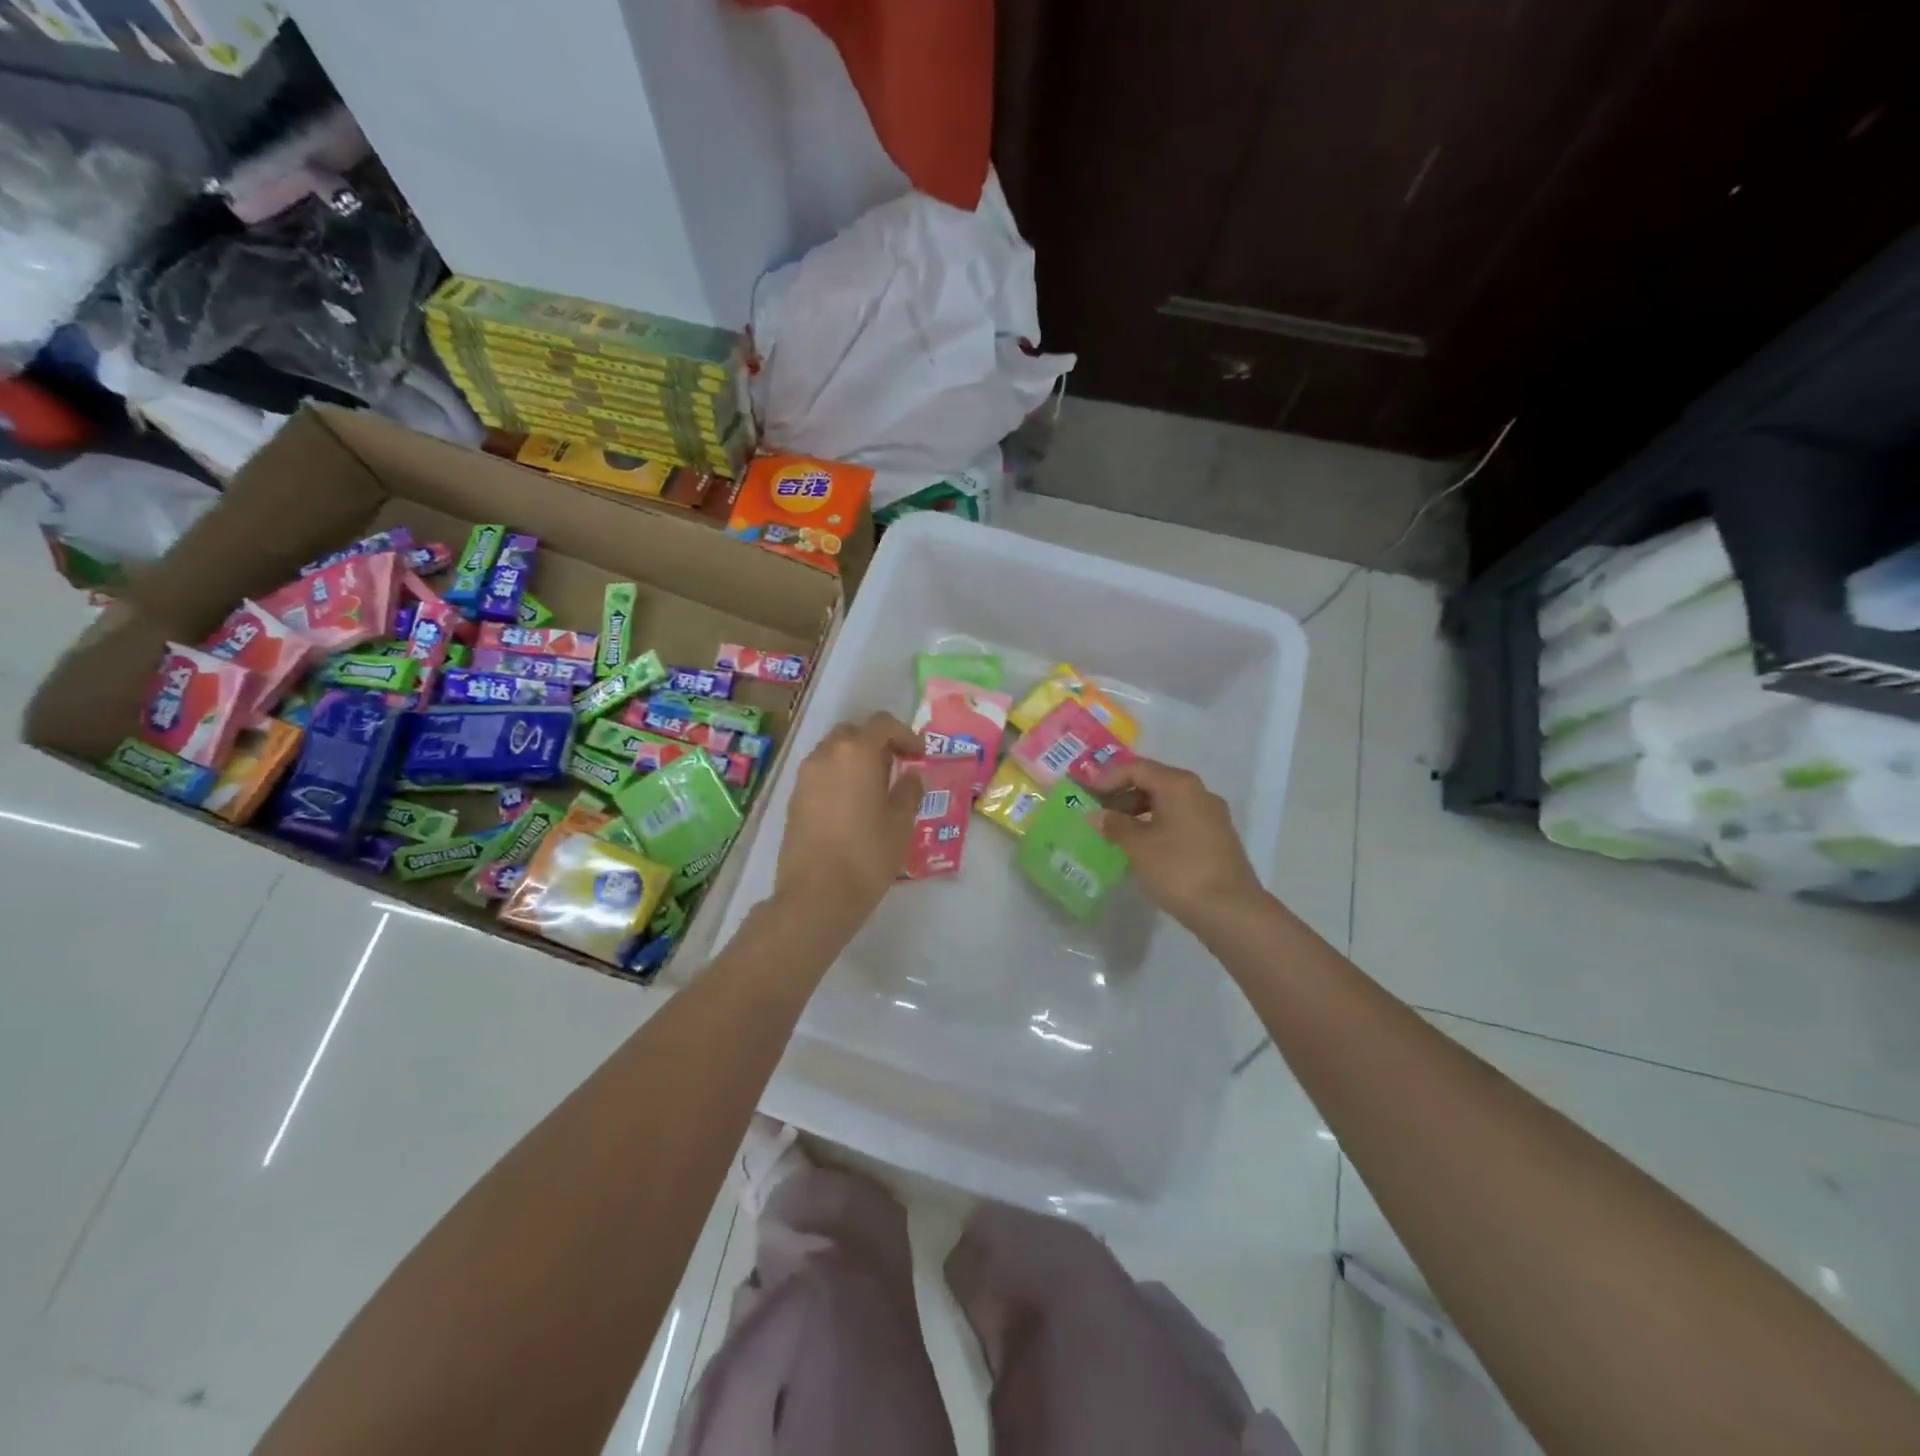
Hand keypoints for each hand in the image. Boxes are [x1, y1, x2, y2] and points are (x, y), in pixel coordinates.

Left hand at [773, 713, 924, 925]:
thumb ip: (909, 791)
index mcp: (856, 751)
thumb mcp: (901, 822)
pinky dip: (839, 777)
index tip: (919, 756)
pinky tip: (853, 806)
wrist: (816, 894)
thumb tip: (910, 777)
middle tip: (896, 767)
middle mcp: (826, 754)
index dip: (905, 735)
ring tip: (875, 788)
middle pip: (854, 733)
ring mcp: (805, 776)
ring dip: (856, 760)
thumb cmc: (867, 853)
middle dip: (877, 743)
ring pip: (834, 752)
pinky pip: (821, 774)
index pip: (882, 724)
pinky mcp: (794, 798)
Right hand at [1087, 758, 1265, 929]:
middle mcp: (1198, 792)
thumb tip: (1096, 814)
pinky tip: (1142, 846)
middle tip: (1098, 812)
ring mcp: (1212, 815)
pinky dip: (1156, 825)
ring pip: (1167, 802)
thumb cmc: (1178, 869)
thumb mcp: (1138, 846)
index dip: (1107, 778)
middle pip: (1154, 782)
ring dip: (1139, 812)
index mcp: (1179, 785)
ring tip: (1115, 832)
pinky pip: (1180, 820)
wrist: (1230, 910)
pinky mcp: (1217, 838)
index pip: (1137, 768)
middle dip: (1123, 795)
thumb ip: (1114, 825)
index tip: (1086, 793)